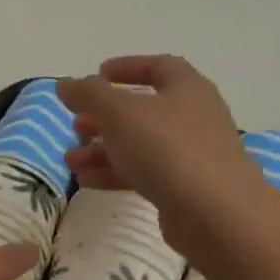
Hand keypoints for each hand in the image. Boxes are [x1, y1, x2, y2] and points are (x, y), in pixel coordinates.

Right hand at [57, 55, 270, 256]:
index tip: (96, 75)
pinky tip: (87, 182)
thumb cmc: (167, 149)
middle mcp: (193, 117)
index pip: (158, 67)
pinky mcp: (184, 187)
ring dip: (103, 149)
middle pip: (143, 110)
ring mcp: (191, 154)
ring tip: (71, 161)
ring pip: (139, 145)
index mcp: (186, 89)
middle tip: (76, 125)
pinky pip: (144, 172)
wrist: (215, 213)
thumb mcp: (120, 114)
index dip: (127, 67)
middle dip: (104, 117)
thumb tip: (64, 83)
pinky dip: (114, 173)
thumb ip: (89, 95)